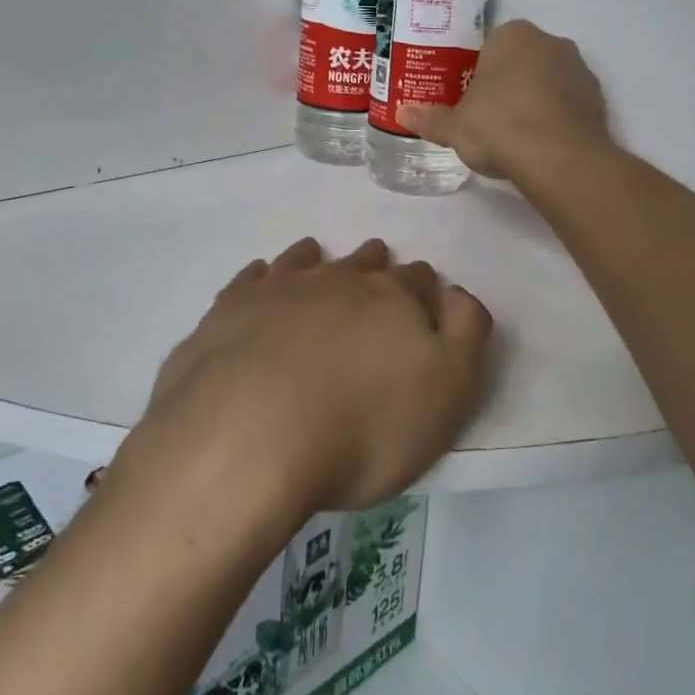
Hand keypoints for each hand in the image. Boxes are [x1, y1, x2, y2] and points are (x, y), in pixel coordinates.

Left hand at [121, 238, 491, 518]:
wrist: (249, 435)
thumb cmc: (362, 426)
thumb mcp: (446, 392)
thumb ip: (464, 334)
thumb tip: (456, 293)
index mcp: (391, 299)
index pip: (418, 280)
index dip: (423, 289)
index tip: (422, 300)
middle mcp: (337, 280)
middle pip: (364, 263)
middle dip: (375, 266)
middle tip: (375, 275)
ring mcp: (279, 289)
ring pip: (307, 260)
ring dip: (319, 260)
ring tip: (319, 258)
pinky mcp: (230, 308)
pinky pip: (252, 278)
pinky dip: (263, 276)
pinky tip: (261, 281)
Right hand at [400, 19, 610, 181]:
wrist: (559, 158)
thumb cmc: (499, 126)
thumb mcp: (454, 127)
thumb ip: (430, 119)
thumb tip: (403, 115)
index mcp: (513, 36)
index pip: (490, 46)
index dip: (478, 73)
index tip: (471, 99)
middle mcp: (550, 42)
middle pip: (522, 61)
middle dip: (508, 83)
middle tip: (489, 116)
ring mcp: (579, 69)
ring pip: (548, 80)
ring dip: (535, 99)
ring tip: (516, 135)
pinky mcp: (598, 98)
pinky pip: (568, 103)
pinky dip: (556, 118)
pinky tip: (541, 144)